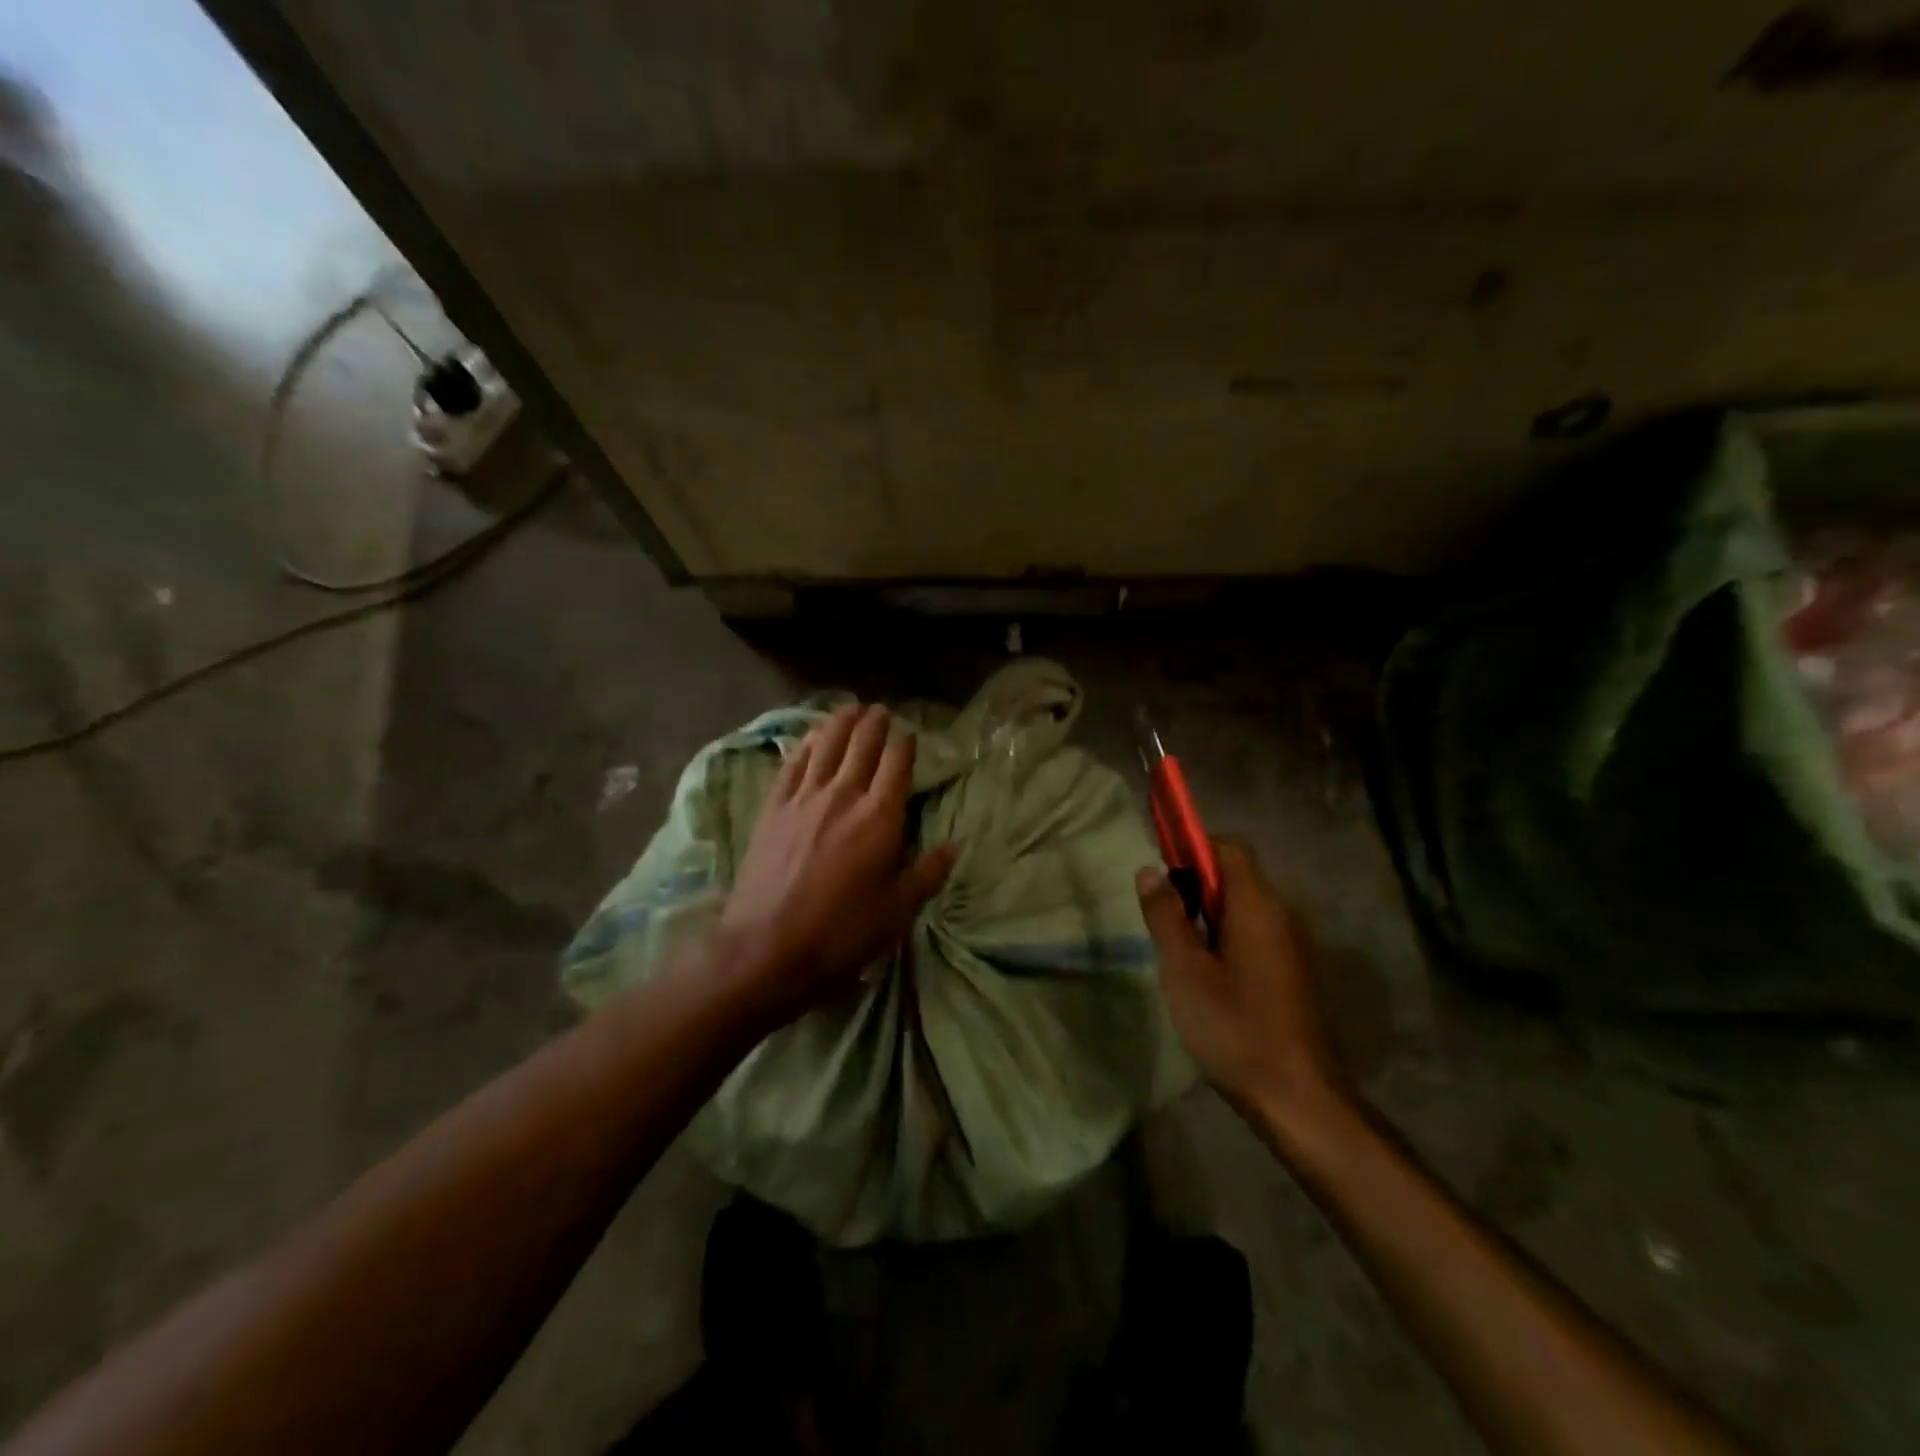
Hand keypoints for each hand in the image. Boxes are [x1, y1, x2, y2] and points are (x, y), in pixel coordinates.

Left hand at [717, 703, 956, 1027]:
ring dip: (840, 722)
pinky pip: (792, 763)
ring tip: (850, 708)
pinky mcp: (774, 807)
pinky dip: (805, 743)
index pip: (897, 762)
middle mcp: (843, 794)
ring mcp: (804, 797)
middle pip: (861, 743)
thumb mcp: (897, 910)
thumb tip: (955, 845)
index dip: (905, 742)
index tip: (909, 732)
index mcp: (879, 816)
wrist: (767, 947)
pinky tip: (810, 736)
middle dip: (874, 722)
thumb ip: (928, 873)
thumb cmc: (841, 931)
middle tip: (881, 710)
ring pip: (825, 744)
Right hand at [1136, 839, 1350, 1143]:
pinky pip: (1256, 934)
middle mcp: (1282, 915)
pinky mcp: (1294, 973)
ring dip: (1209, 914)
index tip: (1163, 870)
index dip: (1194, 847)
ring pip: (1244, 908)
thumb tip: (1150, 870)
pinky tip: (1209, 978)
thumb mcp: (1184, 970)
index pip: (1229, 847)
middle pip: (1236, 876)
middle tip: (1163, 918)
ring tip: (1180, 951)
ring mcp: (1293, 946)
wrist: (1298, 1099)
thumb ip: (1166, 915)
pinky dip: (1228, 938)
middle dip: (1196, 885)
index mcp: (1256, 906)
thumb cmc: (1234, 1028)